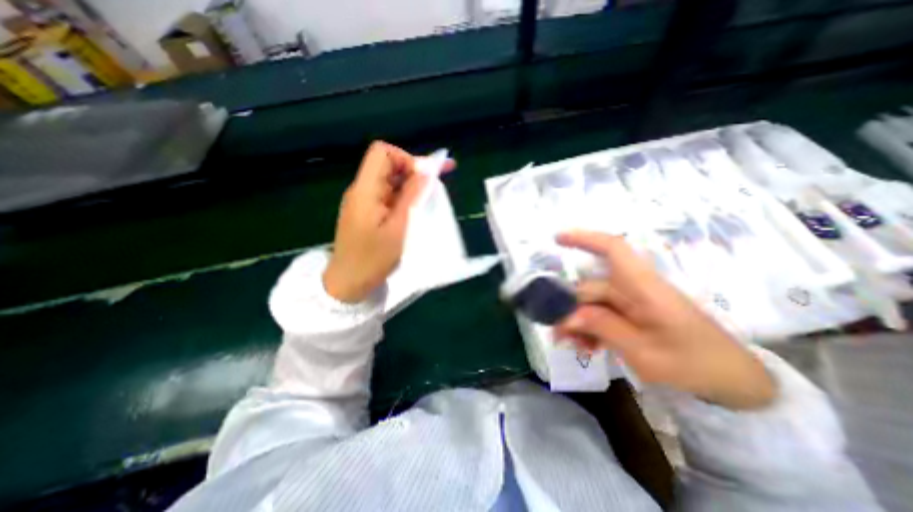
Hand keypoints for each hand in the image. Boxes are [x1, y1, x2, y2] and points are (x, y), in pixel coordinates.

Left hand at [325, 141, 452, 301]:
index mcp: (365, 190)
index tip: (424, 178)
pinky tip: (413, 209)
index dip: (406, 158)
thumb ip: (411, 198)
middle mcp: (361, 190)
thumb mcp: (398, 228)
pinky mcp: (366, 212)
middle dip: (413, 170)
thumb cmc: (373, 259)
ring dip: (410, 185)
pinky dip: (403, 197)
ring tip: (428, 199)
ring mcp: (363, 201)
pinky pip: (387, 195)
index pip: (382, 152)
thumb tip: (425, 173)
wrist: (348, 282)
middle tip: (436, 185)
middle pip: (387, 164)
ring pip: (389, 180)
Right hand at [553, 230, 771, 409]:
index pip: (614, 249)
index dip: (585, 239)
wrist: (733, 383)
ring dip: (578, 322)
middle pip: (591, 287)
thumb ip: (602, 327)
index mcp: (644, 288)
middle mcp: (635, 289)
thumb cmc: (695, 365)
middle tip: (556, 334)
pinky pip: (602, 314)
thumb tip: (566, 315)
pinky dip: (590, 328)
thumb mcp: (644, 352)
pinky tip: (586, 346)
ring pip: (593, 303)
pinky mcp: (633, 314)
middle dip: (569, 308)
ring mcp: (633, 302)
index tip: (557, 239)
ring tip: (571, 344)